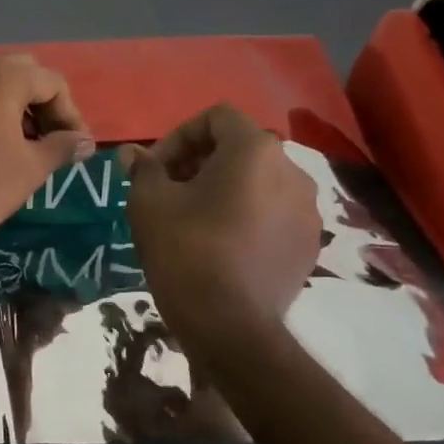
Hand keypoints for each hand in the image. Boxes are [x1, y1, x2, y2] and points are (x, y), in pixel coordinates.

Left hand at [0, 55, 94, 250]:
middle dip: (40, 101)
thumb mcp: (33, 166)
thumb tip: (85, 142)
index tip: (77, 143)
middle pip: (18, 72)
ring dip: (11, 103)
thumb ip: (63, 146)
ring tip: (22, 141)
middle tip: (51, 136)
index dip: (69, 112)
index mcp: (0, 77)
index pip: (50, 82)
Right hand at [119, 104, 320, 328]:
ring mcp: (307, 210)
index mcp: (254, 151)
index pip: (216, 118)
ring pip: (258, 181)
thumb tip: (133, 154)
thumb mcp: (148, 202)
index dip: (179, 136)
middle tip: (168, 190)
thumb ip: (143, 169)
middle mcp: (291, 171)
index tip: (155, 168)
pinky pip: (273, 212)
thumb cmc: (186, 249)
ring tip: (192, 217)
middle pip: (239, 148)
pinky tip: (220, 243)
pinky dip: (246, 214)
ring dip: (223, 188)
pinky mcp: (310, 244)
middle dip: (199, 162)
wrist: (231, 325)